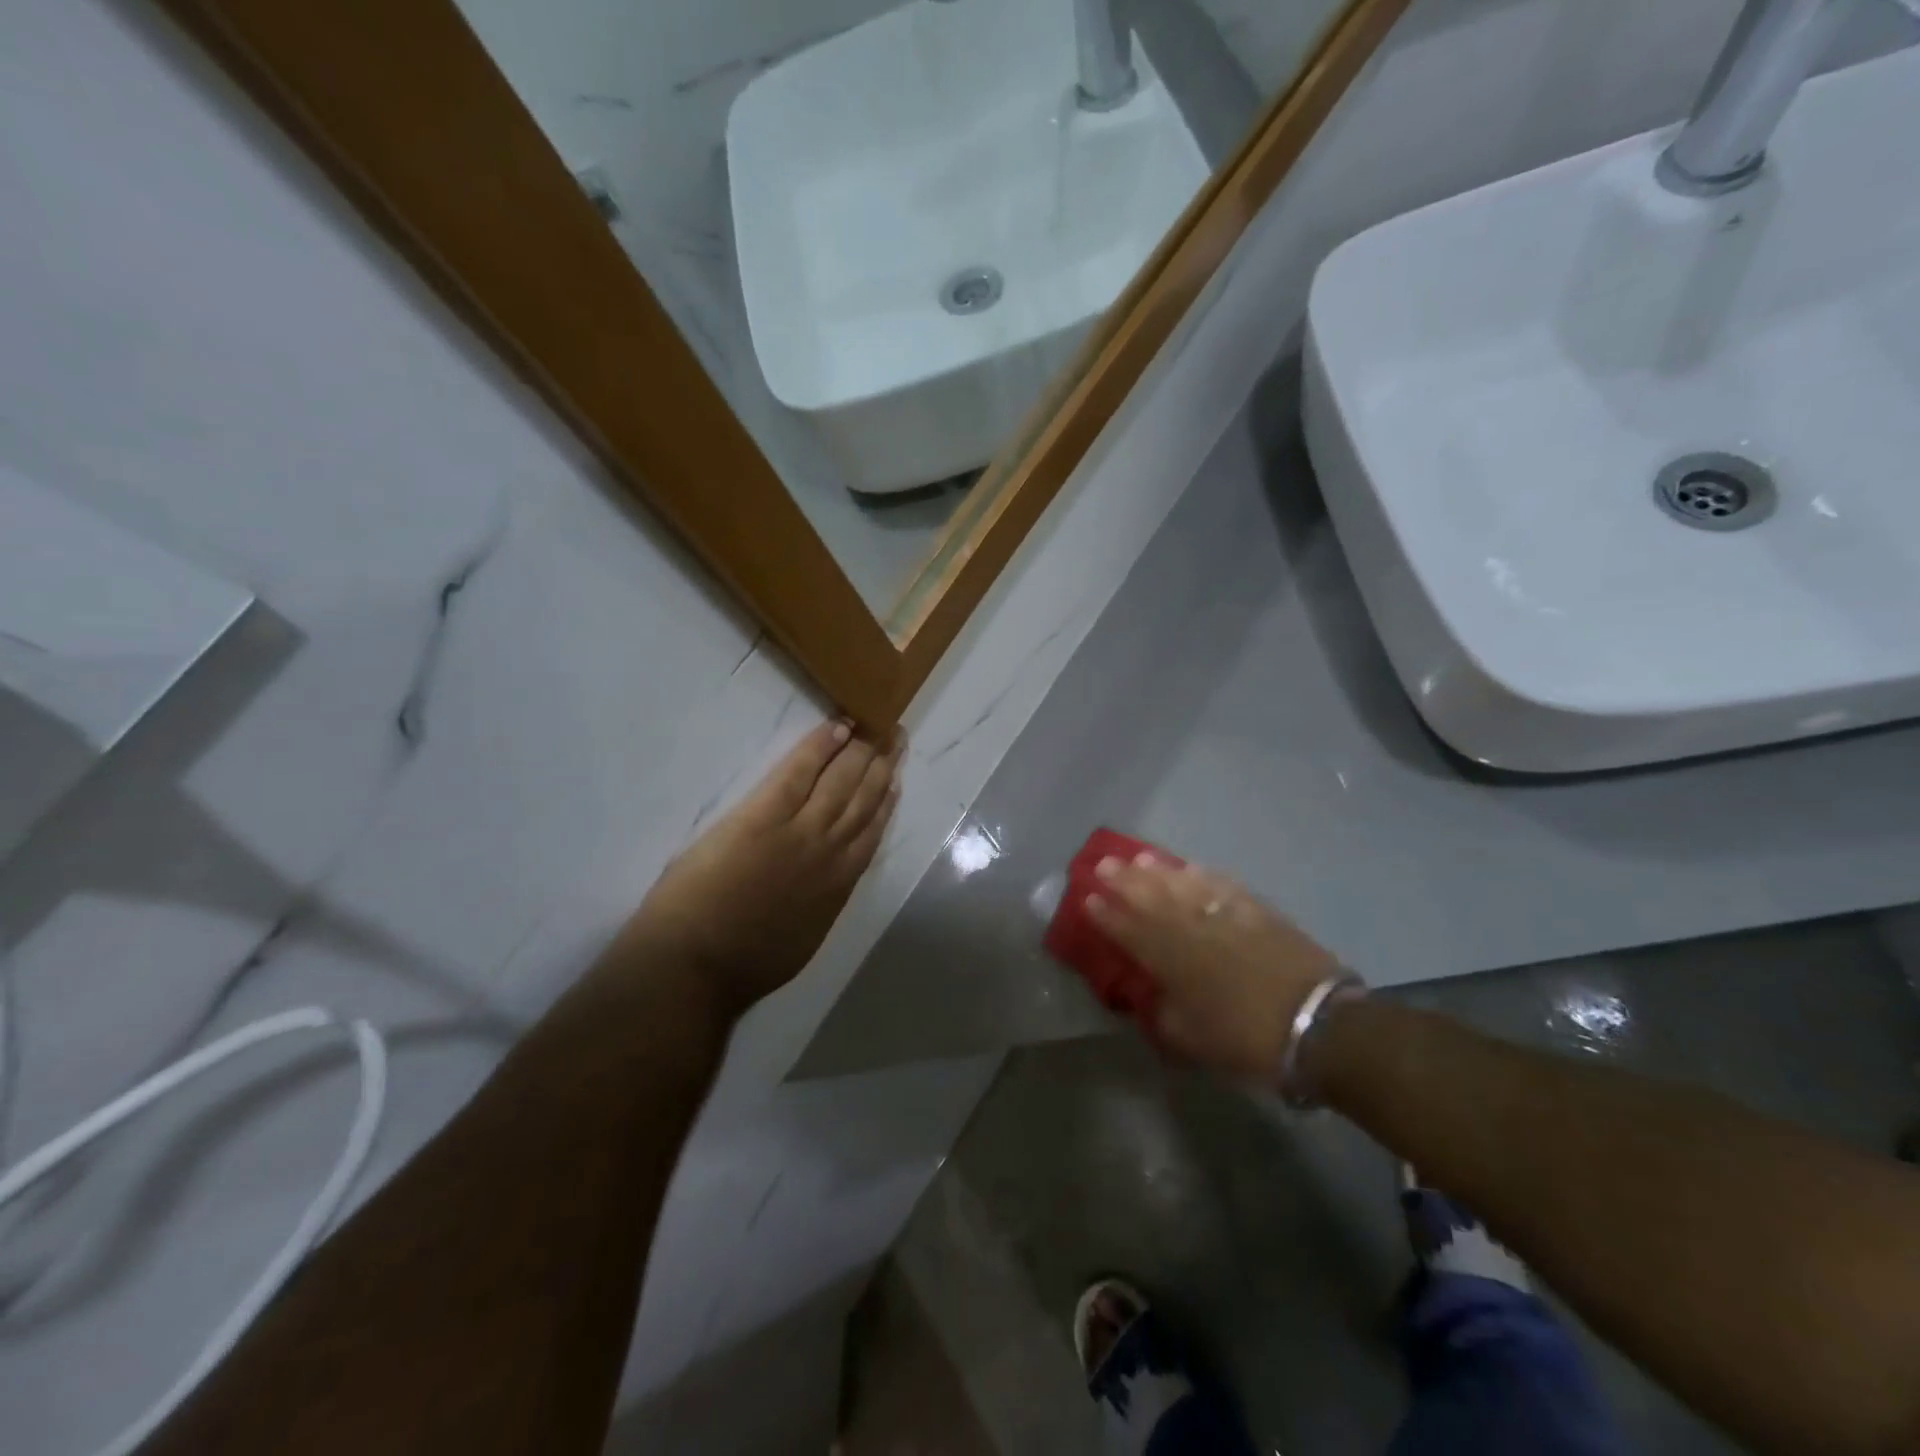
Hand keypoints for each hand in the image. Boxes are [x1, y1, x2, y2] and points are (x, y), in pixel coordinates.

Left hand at [620, 720, 901, 1018]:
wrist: (697, 964)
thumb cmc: (744, 961)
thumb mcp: (805, 936)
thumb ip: (823, 900)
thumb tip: (831, 880)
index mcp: (839, 885)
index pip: (871, 832)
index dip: (885, 801)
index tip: (895, 778)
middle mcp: (831, 852)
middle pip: (863, 800)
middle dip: (881, 766)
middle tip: (894, 737)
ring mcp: (800, 831)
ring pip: (841, 783)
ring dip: (860, 752)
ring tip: (875, 728)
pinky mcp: (764, 816)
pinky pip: (799, 772)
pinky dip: (820, 748)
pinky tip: (837, 727)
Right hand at [1086, 853, 1339, 1082]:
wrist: (1317, 1024)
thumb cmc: (1246, 1039)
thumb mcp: (1191, 1039)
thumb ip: (1163, 1014)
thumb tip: (1150, 996)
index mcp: (1169, 960)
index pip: (1128, 930)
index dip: (1106, 915)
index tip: (1088, 898)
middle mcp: (1190, 929)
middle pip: (1150, 898)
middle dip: (1123, 881)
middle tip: (1103, 864)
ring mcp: (1224, 915)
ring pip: (1182, 884)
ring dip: (1158, 871)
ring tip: (1139, 858)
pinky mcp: (1256, 910)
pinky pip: (1221, 884)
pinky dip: (1203, 875)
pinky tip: (1191, 867)